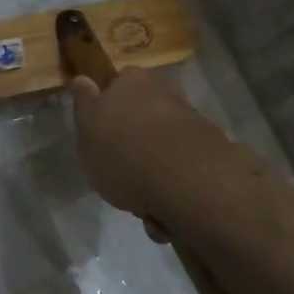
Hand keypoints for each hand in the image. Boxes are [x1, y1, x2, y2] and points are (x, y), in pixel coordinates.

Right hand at [68, 66, 241, 241]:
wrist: (186, 181)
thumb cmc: (124, 153)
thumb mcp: (87, 129)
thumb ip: (84, 105)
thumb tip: (83, 78)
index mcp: (132, 82)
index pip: (116, 88)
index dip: (108, 116)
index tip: (101, 144)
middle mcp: (165, 94)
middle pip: (142, 125)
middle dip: (133, 156)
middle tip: (120, 182)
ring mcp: (191, 123)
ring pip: (162, 155)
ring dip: (151, 182)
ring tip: (144, 209)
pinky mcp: (210, 154)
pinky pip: (181, 175)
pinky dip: (171, 195)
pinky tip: (164, 215)